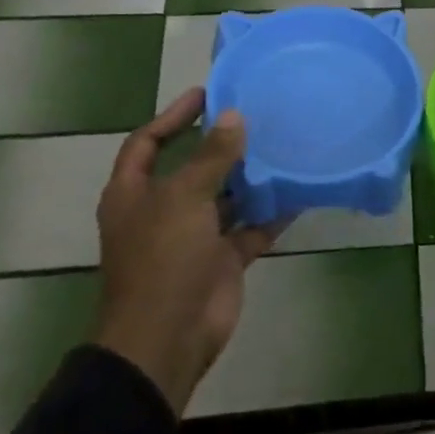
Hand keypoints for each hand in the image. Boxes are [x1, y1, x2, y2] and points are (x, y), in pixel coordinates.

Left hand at [93, 88, 274, 416]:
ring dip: (251, 177)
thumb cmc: (163, 260)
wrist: (167, 339)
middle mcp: (162, 211)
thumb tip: (234, 116)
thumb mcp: (184, 199)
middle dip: (221, 145)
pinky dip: (271, 213)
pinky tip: (299, 192)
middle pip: (192, 167)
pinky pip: (251, 228)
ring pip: (225, 198)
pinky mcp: (222, 260)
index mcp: (135, 194)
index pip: (147, 142)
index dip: (173, 116)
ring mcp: (193, 237)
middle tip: (258, 116)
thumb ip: (211, 156)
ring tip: (284, 146)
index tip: (207, 94)